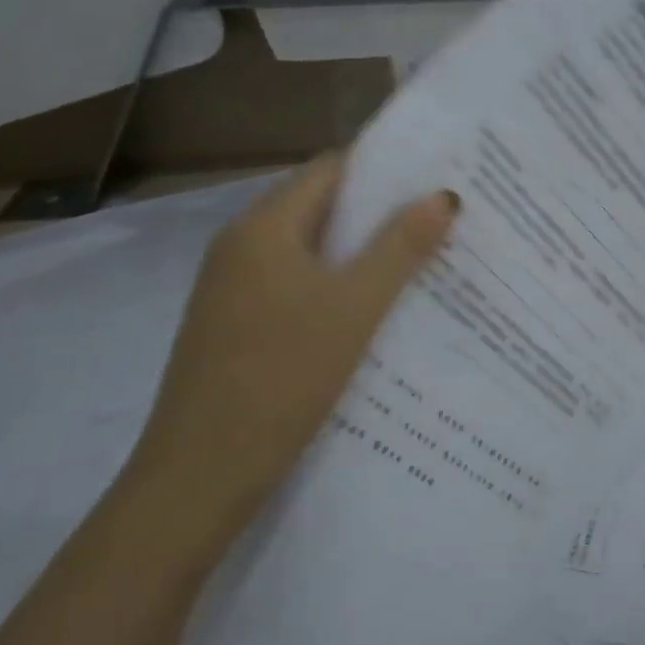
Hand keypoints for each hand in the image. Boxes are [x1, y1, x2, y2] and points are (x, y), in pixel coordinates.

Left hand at [117, 156, 457, 561]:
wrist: (201, 474)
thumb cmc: (282, 376)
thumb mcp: (355, 307)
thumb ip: (401, 247)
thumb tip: (443, 195)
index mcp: (263, 228)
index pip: (331, 170)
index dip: (385, 169)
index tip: (436, 179)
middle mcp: (241, 247)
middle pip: (321, 208)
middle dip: (381, 211)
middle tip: (442, 220)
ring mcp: (234, 289)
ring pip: (311, 250)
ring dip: (363, 251)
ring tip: (424, 260)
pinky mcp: (237, 325)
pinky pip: (298, 284)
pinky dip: (339, 284)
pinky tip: (376, 308)